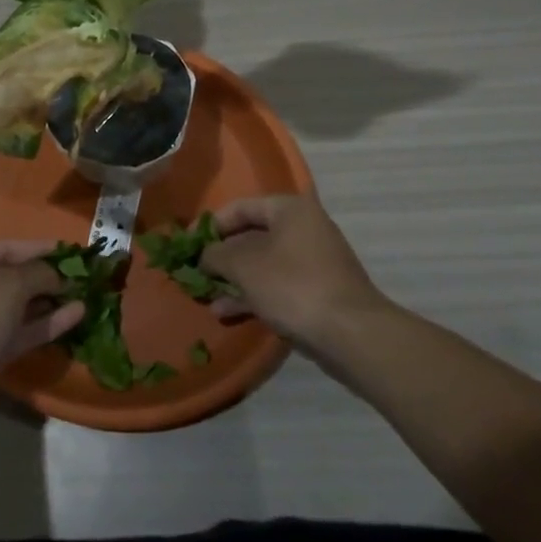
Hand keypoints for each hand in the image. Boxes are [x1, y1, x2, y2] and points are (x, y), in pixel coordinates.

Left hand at [0, 241, 85, 407]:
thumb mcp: (11, 283)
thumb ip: (40, 273)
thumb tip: (60, 276)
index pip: (6, 248)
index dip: (39, 248)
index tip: (70, 250)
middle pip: (13, 277)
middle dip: (47, 277)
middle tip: (81, 275)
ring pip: (19, 306)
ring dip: (50, 301)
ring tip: (84, 294)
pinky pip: (21, 329)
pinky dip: (46, 322)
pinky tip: (77, 315)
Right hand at [201, 195, 394, 352]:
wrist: (351, 334)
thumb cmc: (293, 285)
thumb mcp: (244, 265)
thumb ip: (216, 254)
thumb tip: (202, 255)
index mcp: (290, 209)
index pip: (241, 207)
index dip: (211, 225)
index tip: (189, 244)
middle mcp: (304, 228)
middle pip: (252, 236)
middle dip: (222, 256)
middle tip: (197, 271)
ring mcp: (313, 262)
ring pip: (263, 264)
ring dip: (234, 279)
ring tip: (206, 295)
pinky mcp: (317, 292)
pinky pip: (277, 286)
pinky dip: (253, 295)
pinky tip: (226, 311)